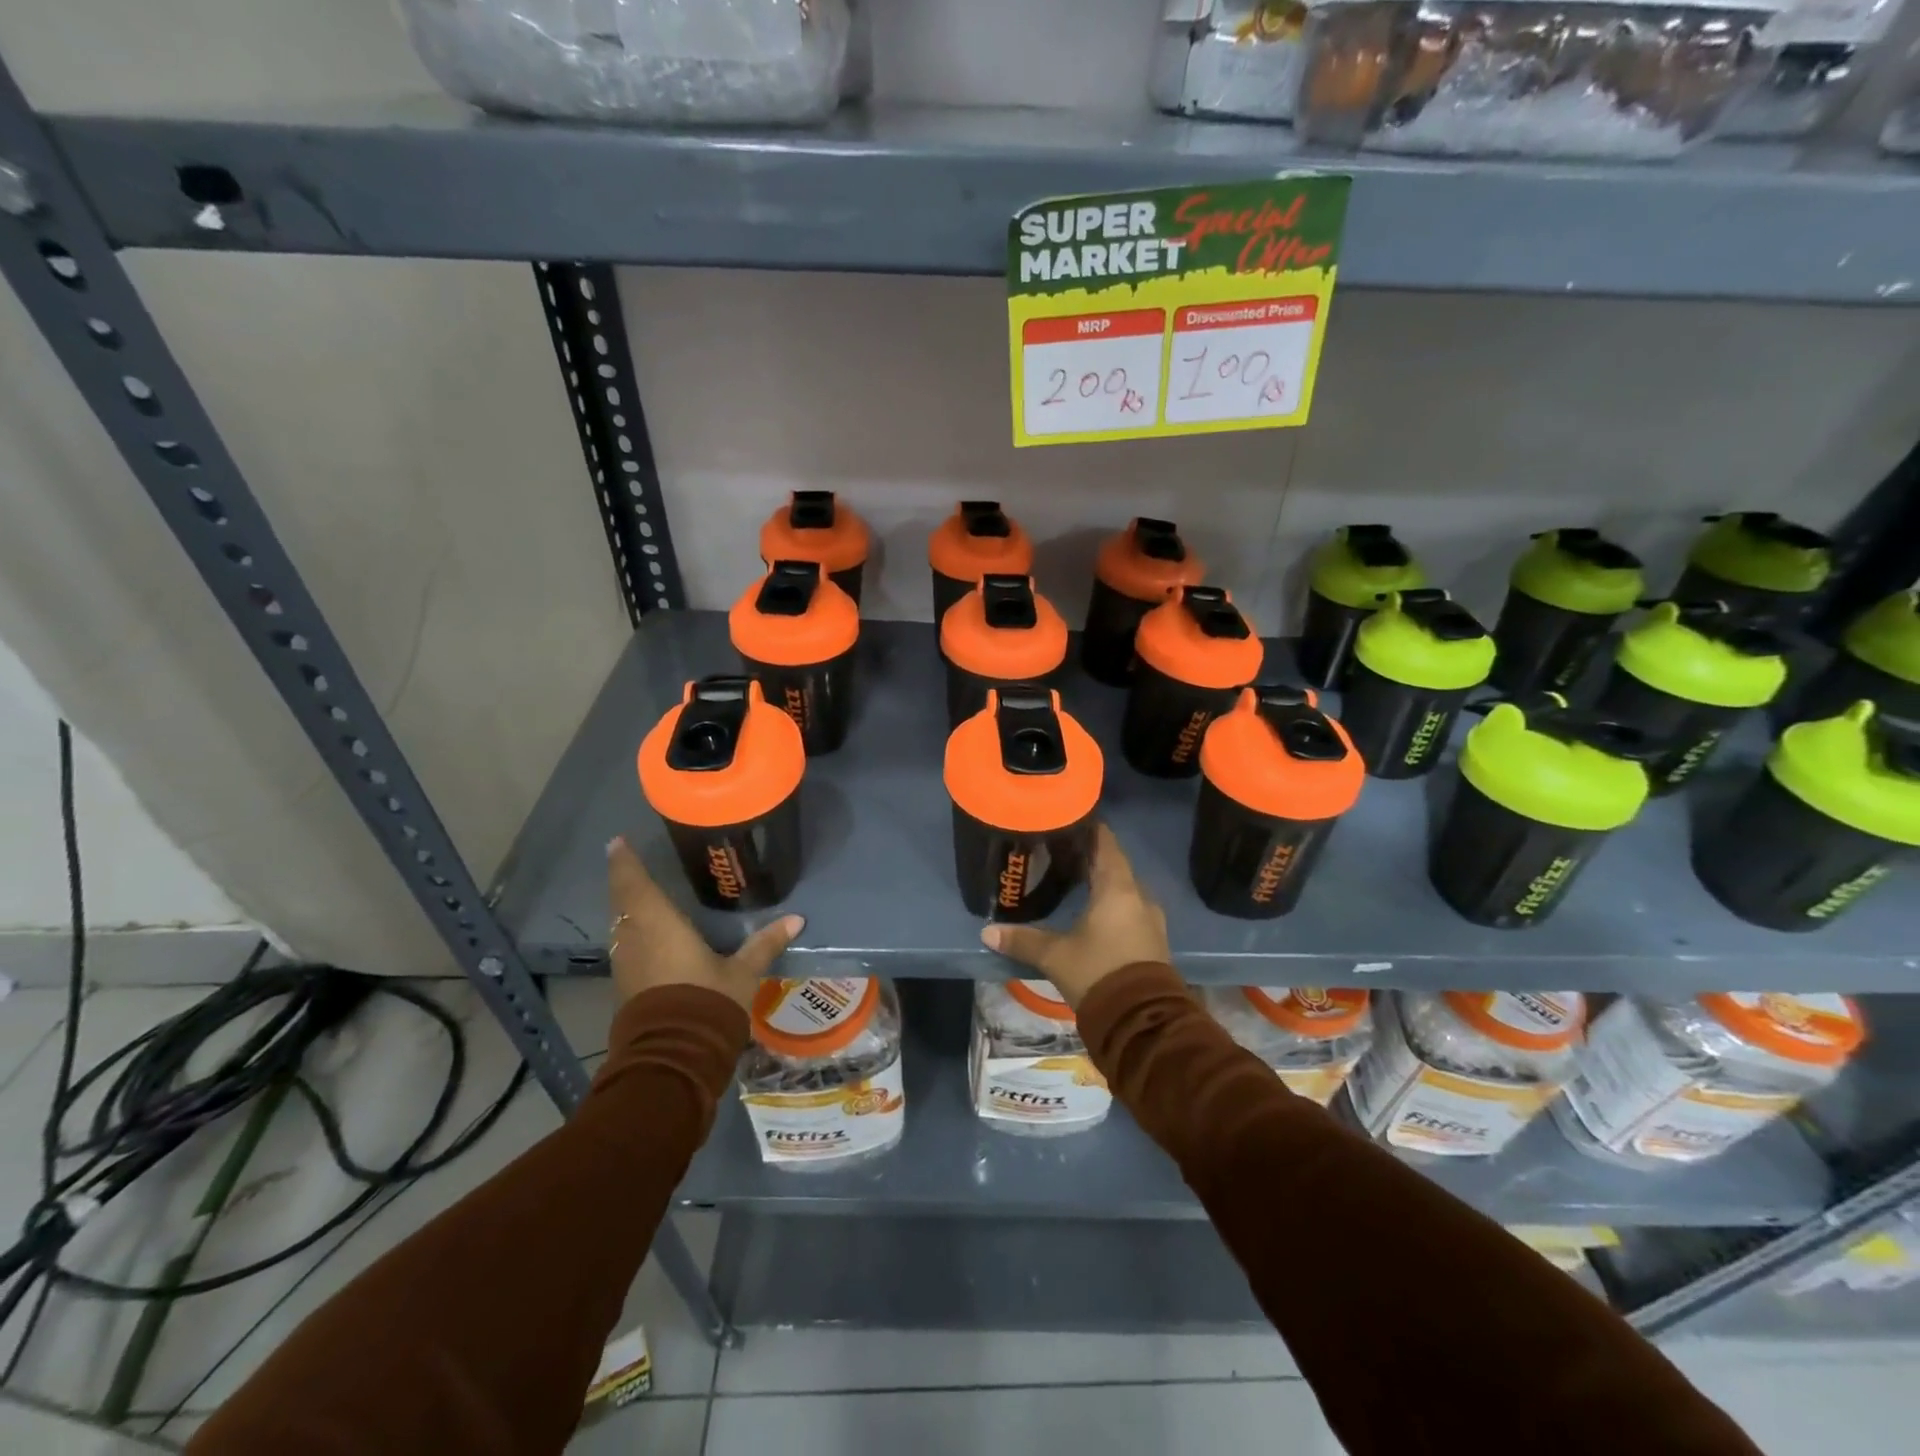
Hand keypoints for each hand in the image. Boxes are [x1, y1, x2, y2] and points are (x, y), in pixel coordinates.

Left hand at [607, 837, 802, 1012]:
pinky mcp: (627, 987)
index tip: (617, 841)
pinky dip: (632, 932)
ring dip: (626, 908)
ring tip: (639, 895)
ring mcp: (627, 966)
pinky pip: (626, 947)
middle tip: (628, 862)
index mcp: (659, 926)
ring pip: (621, 926)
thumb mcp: (742, 973)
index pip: (636, 885)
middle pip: (622, 903)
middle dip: (624, 881)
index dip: (625, 862)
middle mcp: (635, 940)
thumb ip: (764, 944)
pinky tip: (646, 935)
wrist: (674, 1059)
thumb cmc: (706, 1002)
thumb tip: (796, 920)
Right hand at [978, 823, 1169, 1007]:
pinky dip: (1112, 903)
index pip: (1105, 843)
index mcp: (1118, 888)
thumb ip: (1022, 940)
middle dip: (1090, 856)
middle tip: (1061, 851)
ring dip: (1103, 881)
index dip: (1089, 829)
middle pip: (1114, 864)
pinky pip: (1130, 908)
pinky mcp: (1152, 940)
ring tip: (1075, 878)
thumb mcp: (1055, 956)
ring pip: (1124, 888)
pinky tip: (1093, 911)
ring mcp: (1150, 919)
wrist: (1142, 1021)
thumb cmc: (1098, 973)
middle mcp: (1138, 896)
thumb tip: (987, 933)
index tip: (1067, 820)